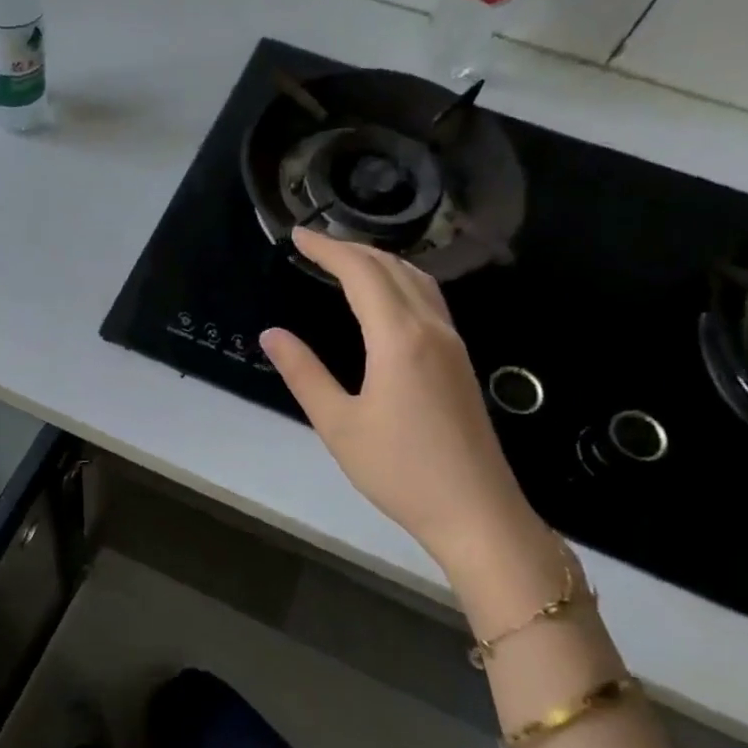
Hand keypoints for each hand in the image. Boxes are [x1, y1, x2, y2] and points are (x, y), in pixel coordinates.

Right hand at [259, 228, 549, 576]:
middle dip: (352, 248)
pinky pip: (429, 300)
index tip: (298, 235)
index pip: (362, 273)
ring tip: (345, 262)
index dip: (328, 249)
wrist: (476, 511)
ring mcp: (452, 344)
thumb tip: (271, 334)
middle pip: (393, 268)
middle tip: (314, 244)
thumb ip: (304, 373)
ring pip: (418, 281)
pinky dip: (400, 282)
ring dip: (380, 261)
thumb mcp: (338, 424)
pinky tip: (385, 298)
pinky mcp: (460, 362)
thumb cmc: (400, 470)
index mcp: (399, 338)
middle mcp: (431, 329)